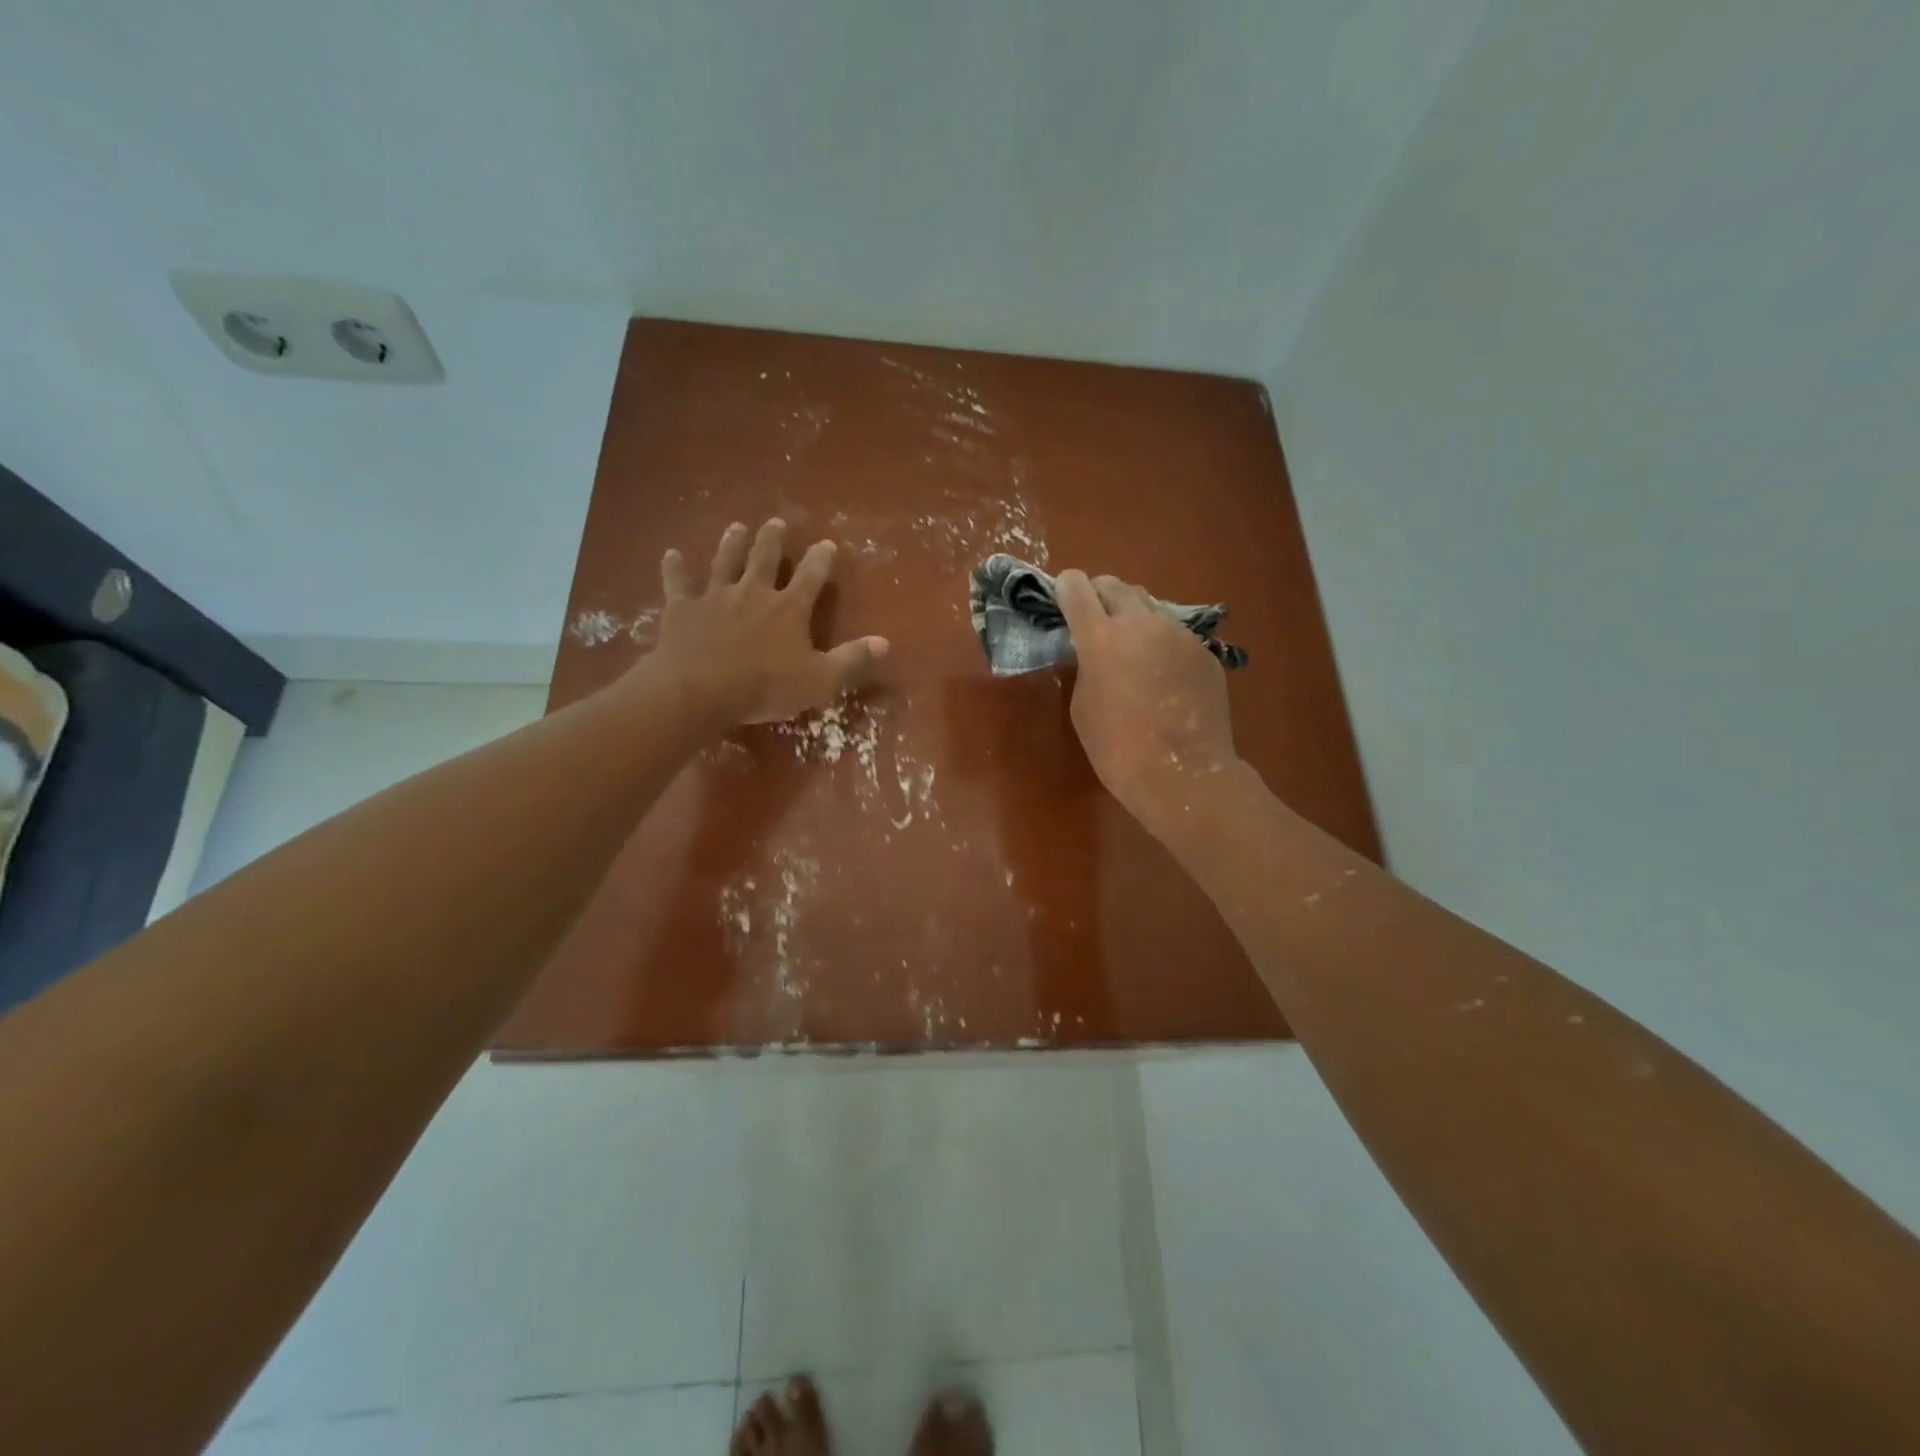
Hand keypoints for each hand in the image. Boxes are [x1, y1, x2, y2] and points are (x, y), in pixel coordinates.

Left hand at [640, 518, 888, 724]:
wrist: (700, 689)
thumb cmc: (765, 687)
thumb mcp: (819, 680)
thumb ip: (851, 659)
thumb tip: (885, 642)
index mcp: (789, 609)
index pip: (811, 577)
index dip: (821, 559)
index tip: (826, 543)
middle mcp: (753, 592)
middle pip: (765, 558)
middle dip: (772, 539)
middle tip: (776, 522)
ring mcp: (715, 596)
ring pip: (725, 561)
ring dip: (731, 544)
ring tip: (736, 527)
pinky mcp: (682, 608)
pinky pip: (677, 583)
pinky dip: (674, 568)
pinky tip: (671, 554)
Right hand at [1055, 569, 1238, 831]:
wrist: (1182, 774)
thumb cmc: (1117, 748)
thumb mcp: (1083, 705)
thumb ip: (1086, 666)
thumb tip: (1096, 652)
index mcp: (1100, 637)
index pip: (1077, 588)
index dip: (1066, 588)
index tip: (1062, 596)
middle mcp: (1141, 623)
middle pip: (1115, 585)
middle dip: (1099, 594)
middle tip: (1093, 618)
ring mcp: (1178, 634)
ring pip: (1149, 605)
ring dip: (1131, 615)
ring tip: (1129, 643)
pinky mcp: (1204, 651)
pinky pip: (1175, 633)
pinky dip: (1160, 641)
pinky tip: (1161, 673)